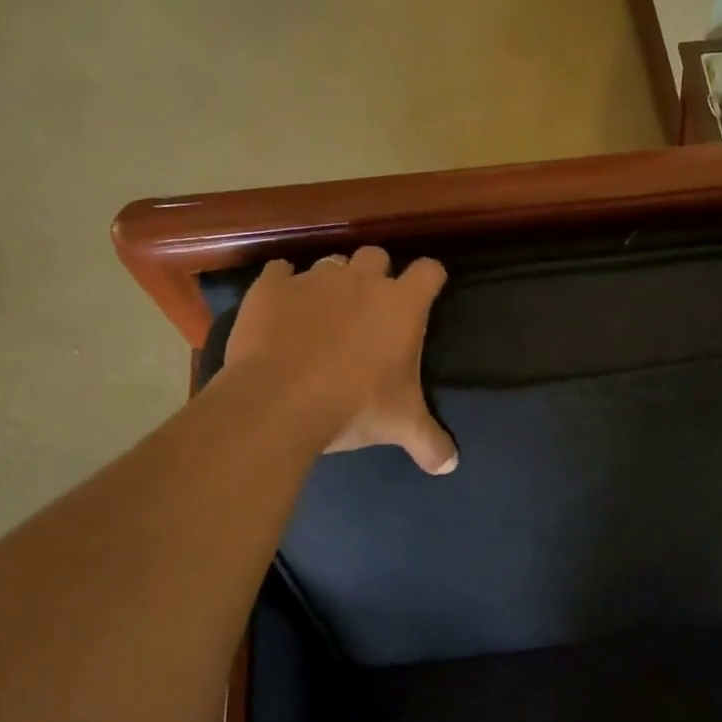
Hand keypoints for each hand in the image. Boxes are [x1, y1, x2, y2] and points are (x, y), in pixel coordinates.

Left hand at [219, 247, 457, 473]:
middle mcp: (362, 280)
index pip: (430, 271)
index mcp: (402, 305)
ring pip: (330, 263)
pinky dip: (283, 287)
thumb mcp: (401, 426)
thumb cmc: (355, 406)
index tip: (425, 295)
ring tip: (323, 314)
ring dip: (332, 283)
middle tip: (369, 309)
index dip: (430, 280)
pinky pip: (280, 272)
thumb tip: (450, 466)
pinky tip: (281, 310)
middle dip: (375, 275)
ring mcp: (314, 280)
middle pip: (376, 255)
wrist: (280, 402)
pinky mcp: (271, 287)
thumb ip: (430, 441)